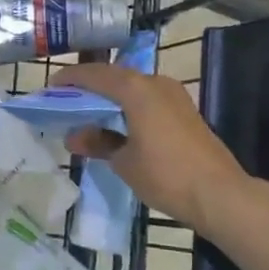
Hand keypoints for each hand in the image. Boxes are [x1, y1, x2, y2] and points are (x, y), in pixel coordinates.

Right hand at [52, 62, 248, 236]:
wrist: (218, 194)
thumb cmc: (165, 175)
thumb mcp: (123, 162)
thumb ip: (97, 143)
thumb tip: (74, 136)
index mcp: (136, 89)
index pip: (95, 75)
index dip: (70, 80)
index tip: (50, 88)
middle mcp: (155, 83)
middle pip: (114, 77)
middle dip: (88, 88)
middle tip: (65, 101)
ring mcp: (173, 95)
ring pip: (132, 88)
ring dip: (109, 98)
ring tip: (87, 115)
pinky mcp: (183, 111)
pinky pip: (146, 100)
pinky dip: (127, 107)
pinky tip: (115, 125)